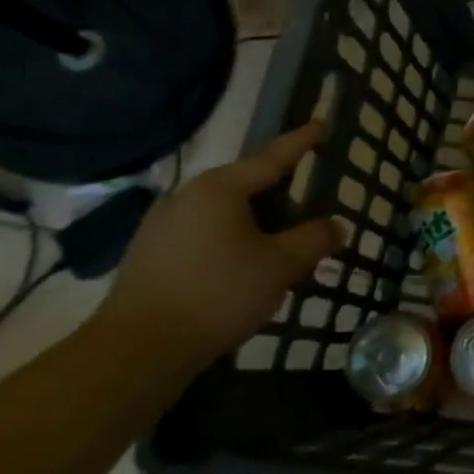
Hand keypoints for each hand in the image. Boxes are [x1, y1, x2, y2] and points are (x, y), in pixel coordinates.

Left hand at [96, 122, 344, 358]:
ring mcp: (163, 225)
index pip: (273, 157)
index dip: (301, 142)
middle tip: (311, 229)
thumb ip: (314, 239)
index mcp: (220, 188)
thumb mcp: (282, 265)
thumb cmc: (219, 294)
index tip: (321, 123)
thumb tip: (335, 226)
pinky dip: (234, 245)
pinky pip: (206, 236)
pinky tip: (245, 275)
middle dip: (285, 205)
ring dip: (260, 230)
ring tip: (282, 260)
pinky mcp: (151, 254)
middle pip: (250, 188)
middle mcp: (188, 196)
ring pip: (228, 215)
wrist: (138, 350)